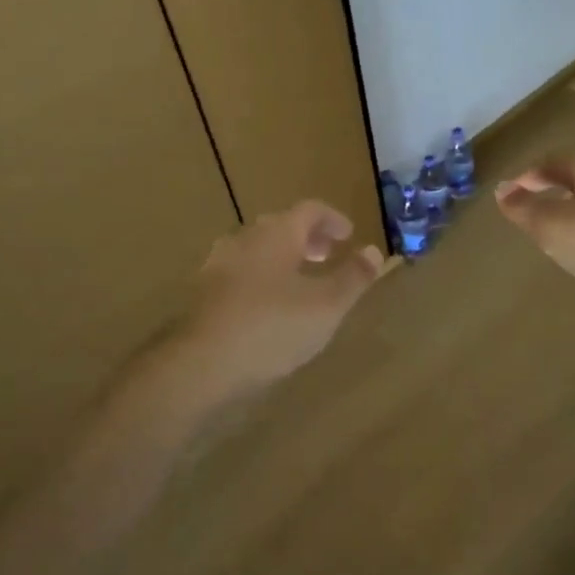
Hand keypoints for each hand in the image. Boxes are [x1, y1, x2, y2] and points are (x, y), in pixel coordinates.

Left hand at [180, 201, 392, 391]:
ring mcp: (218, 265)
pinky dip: (263, 278)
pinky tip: (270, 307)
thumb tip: (374, 251)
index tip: (349, 235)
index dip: (333, 219)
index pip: (309, 210)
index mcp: (276, 234)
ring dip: (284, 258)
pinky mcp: (203, 293)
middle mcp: (244, 240)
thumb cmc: (272, 327)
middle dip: (308, 238)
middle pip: (281, 226)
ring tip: (301, 283)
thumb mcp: (327, 305)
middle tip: (328, 256)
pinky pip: (241, 273)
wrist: (200, 364)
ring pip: (258, 250)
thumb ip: (353, 277)